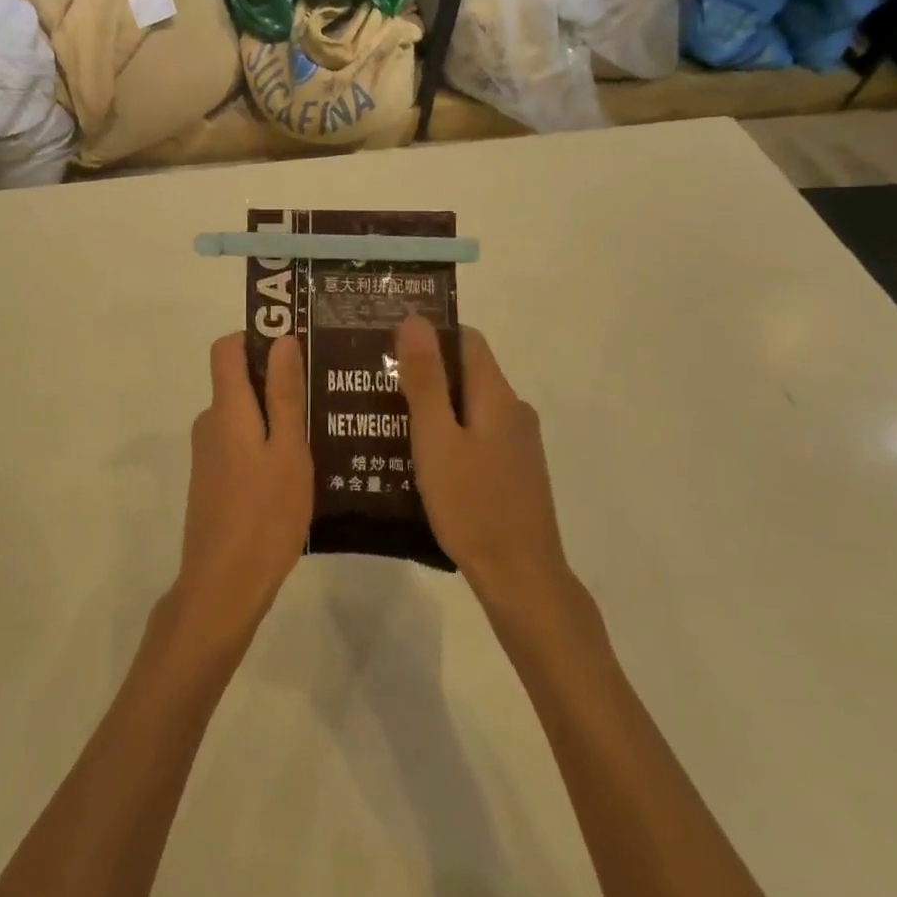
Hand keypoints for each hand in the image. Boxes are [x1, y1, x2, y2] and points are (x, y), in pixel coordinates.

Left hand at [173, 335, 313, 645]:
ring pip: (243, 416)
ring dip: (275, 416)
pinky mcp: (212, 481)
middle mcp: (210, 423)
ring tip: (322, 430)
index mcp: (226, 409)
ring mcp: (208, 455)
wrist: (223, 587)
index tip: (295, 345)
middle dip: (276, 379)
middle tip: (323, 390)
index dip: (256, 337)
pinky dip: (265, 443)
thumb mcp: (288, 452)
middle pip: (237, 381)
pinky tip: (299, 468)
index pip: (226, 348)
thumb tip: (282, 339)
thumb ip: (284, 395)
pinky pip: (240, 444)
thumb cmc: (264, 515)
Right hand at [395, 315, 570, 618]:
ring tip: (387, 419)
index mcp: (497, 396)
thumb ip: (425, 380)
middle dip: (424, 372)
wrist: (520, 577)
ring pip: (470, 406)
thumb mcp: (436, 439)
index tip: (388, 342)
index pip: (467, 340)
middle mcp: (513, 411)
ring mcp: (518, 443)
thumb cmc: (472, 505)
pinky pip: (477, 434)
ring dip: (434, 406)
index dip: (430, 334)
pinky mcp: (514, 471)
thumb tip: (415, 319)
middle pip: (467, 372)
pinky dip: (448, 434)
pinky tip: (419, 457)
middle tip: (376, 383)